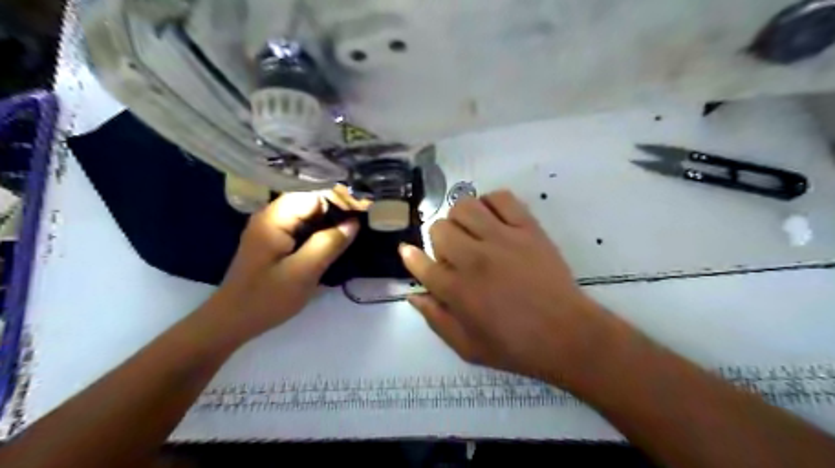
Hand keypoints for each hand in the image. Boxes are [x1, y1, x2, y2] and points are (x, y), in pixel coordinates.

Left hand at [200, 187, 364, 342]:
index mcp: (274, 217)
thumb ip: (328, 244)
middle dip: (337, 211)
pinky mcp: (274, 240)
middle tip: (362, 224)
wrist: (232, 321)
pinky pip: (302, 227)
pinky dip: (319, 232)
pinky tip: (334, 242)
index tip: (363, 212)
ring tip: (354, 231)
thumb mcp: (303, 272)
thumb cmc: (267, 298)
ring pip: (308, 215)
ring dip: (329, 222)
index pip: (315, 195)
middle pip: (311, 202)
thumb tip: (354, 222)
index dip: (340, 201)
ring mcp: (271, 227)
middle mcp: (271, 215)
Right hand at [402, 188, 614, 384]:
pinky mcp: (528, 228)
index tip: (409, 252)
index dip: (411, 256)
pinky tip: (494, 219)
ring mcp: (502, 239)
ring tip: (471, 232)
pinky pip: (501, 198)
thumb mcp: (467, 348)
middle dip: (438, 241)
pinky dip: (491, 203)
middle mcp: (474, 259)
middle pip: (439, 229)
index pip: (421, 263)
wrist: (567, 335)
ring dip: (460, 218)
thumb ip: (436, 320)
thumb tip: (414, 296)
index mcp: (457, 290)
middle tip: (453, 253)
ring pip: (464, 206)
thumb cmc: (516, 347)